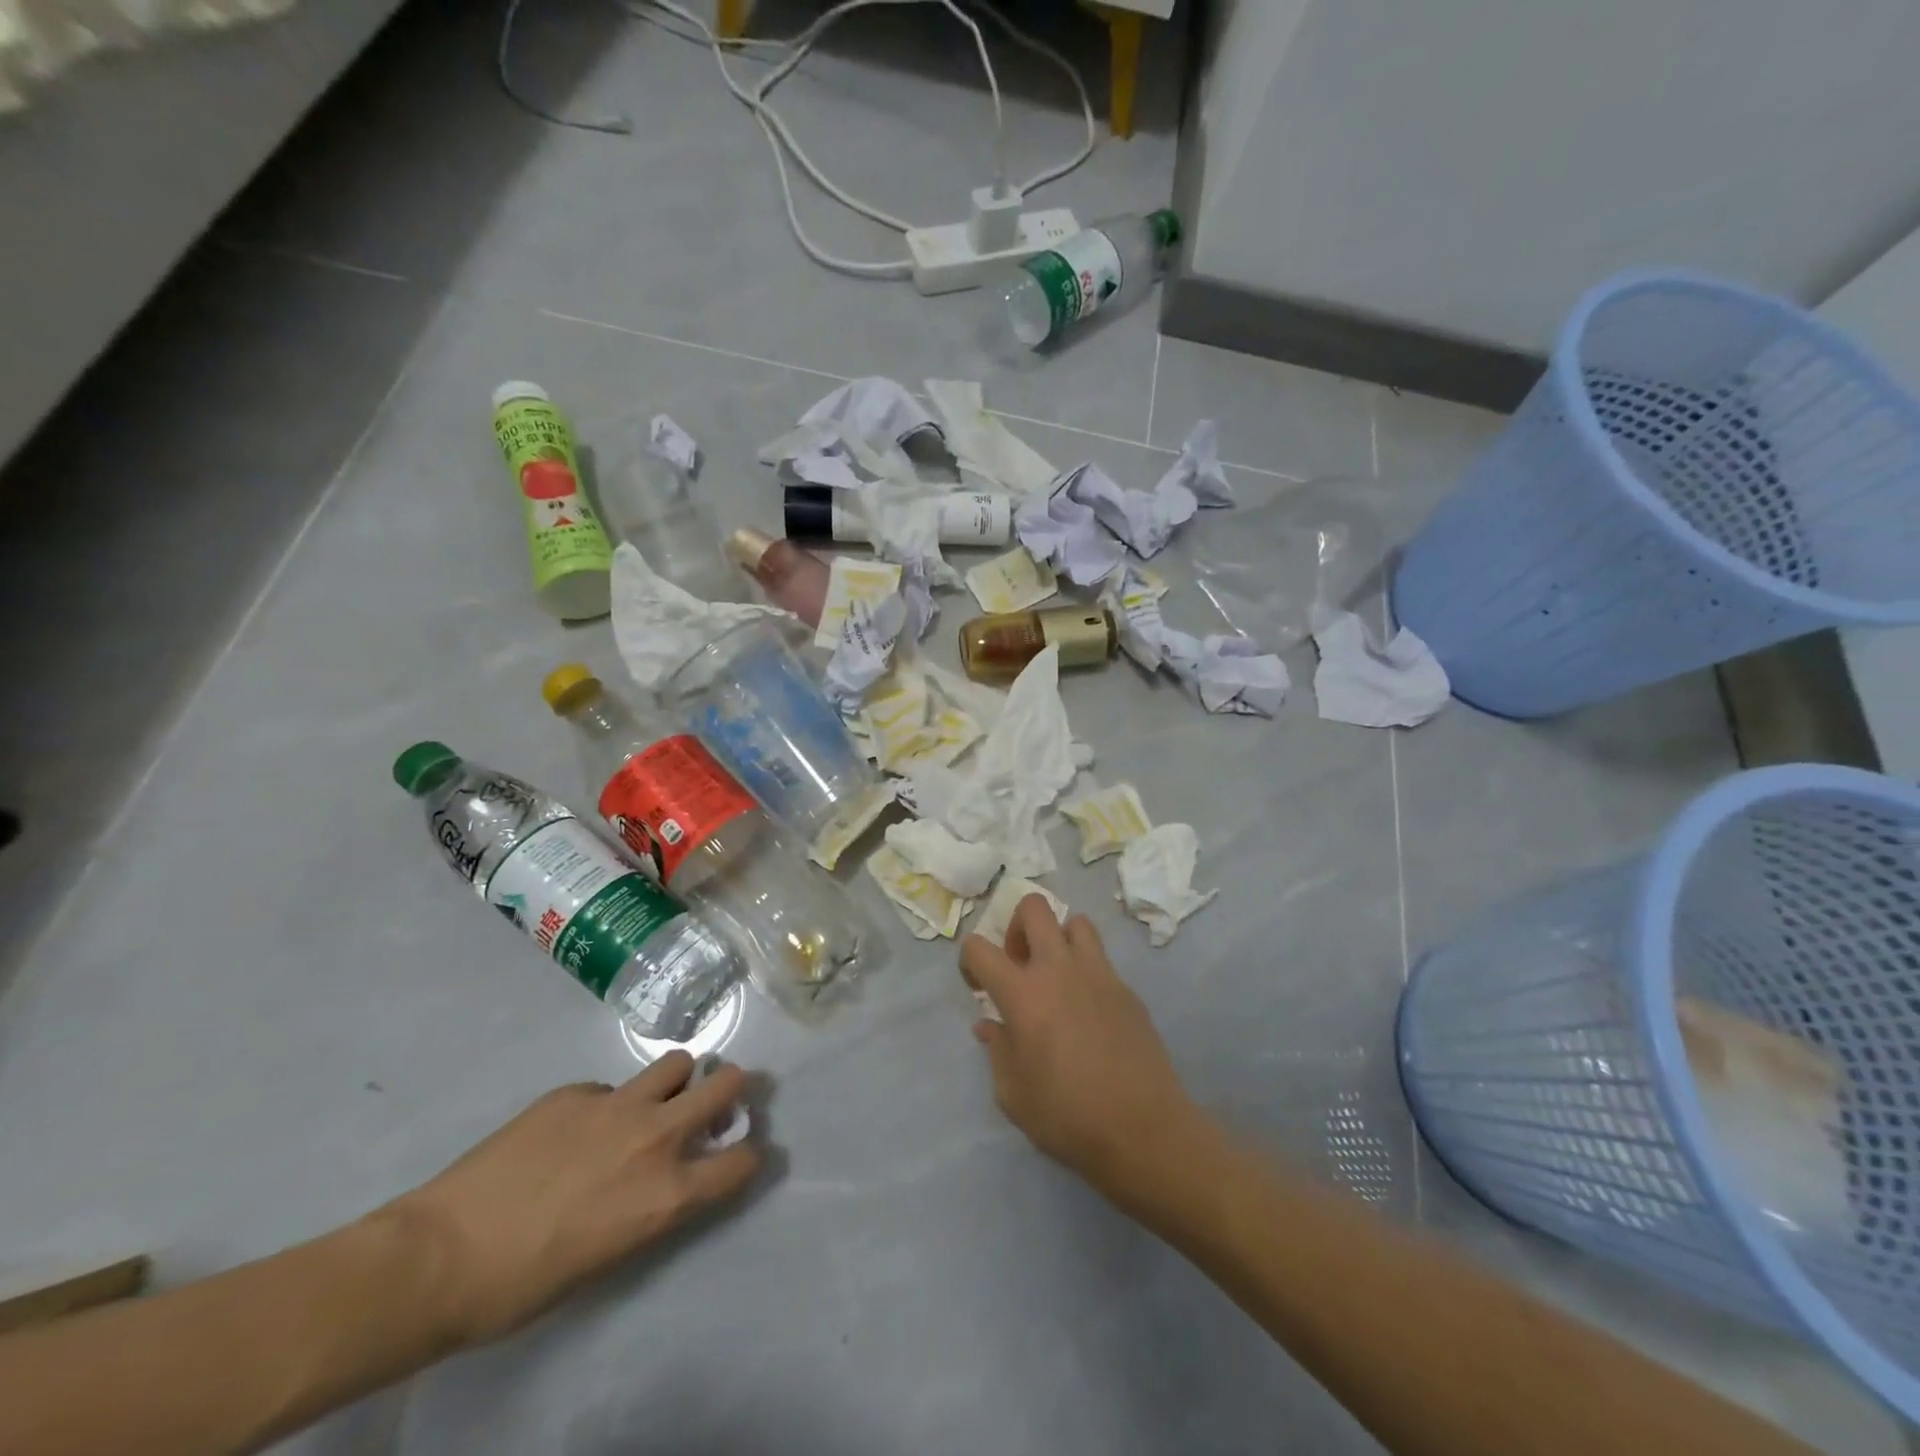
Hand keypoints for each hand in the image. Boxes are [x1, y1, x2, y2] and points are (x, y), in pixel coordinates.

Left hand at [385, 1052, 761, 1347]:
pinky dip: (608, 1103)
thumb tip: (668, 1177)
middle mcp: (657, 1137)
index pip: (742, 1160)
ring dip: (677, 1079)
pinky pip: (610, 1087)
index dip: (749, 1155)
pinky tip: (574, 1130)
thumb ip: (655, 1204)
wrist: (439, 1258)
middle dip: (734, 1086)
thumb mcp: (611, 1255)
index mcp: (668, 1192)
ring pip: (677, 1063)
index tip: (743, 1152)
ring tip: (656, 1098)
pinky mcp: (574, 1091)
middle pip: (726, 1084)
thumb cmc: (526, 1284)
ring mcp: (616, 1105)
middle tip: (723, 1096)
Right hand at [960, 897, 1200, 1198]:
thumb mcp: (1013, 1095)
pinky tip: (1089, 1011)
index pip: (979, 947)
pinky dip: (1087, 971)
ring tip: (1058, 978)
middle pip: (1033, 907)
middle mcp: (1059, 969)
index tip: (977, 986)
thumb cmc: (1068, 1116)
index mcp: (1023, 993)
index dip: (969, 960)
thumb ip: (997, 1051)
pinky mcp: (1127, 989)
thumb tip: (989, 1026)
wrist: (1143, 1129)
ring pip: (1075, 923)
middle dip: (1017, 926)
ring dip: (1059, 940)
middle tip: (1020, 965)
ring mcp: (1098, 973)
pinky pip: (1101, 959)